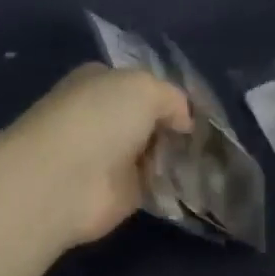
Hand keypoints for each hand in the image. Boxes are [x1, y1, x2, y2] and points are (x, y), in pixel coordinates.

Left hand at [10, 64, 193, 247]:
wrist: (64, 181)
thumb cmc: (99, 119)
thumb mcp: (144, 87)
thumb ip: (171, 97)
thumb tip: (183, 121)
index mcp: (99, 82)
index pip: (138, 84)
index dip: (167, 94)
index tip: (196, 108)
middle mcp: (102, 117)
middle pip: (149, 120)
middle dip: (175, 128)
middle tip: (210, 136)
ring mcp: (109, 157)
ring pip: (154, 152)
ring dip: (177, 157)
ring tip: (210, 159)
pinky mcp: (119, 193)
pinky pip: (155, 185)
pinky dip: (174, 186)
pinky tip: (198, 183)